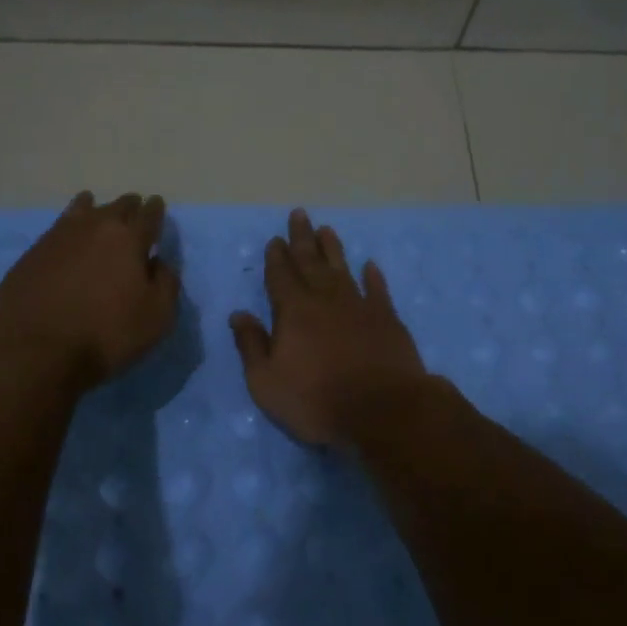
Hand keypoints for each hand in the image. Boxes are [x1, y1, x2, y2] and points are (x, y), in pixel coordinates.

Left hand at [0, 191, 180, 390]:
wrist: (36, 350)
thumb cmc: (106, 334)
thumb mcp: (157, 317)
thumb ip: (166, 283)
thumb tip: (158, 262)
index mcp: (129, 238)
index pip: (149, 214)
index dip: (155, 209)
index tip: (157, 206)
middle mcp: (95, 227)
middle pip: (117, 206)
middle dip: (129, 206)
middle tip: (133, 212)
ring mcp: (59, 236)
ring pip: (83, 209)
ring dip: (95, 209)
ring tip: (96, 211)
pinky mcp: (32, 253)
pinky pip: (57, 229)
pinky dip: (68, 228)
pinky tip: (67, 238)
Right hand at [229, 208, 428, 449]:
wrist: (382, 411)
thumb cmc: (316, 401)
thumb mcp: (266, 382)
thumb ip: (251, 345)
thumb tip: (239, 314)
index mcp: (293, 312)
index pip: (280, 276)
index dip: (276, 257)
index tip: (274, 240)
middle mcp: (325, 299)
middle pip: (310, 262)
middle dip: (302, 239)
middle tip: (299, 214)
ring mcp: (360, 306)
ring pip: (342, 269)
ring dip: (333, 249)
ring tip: (326, 230)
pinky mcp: (387, 319)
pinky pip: (378, 290)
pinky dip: (373, 276)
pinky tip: (369, 265)